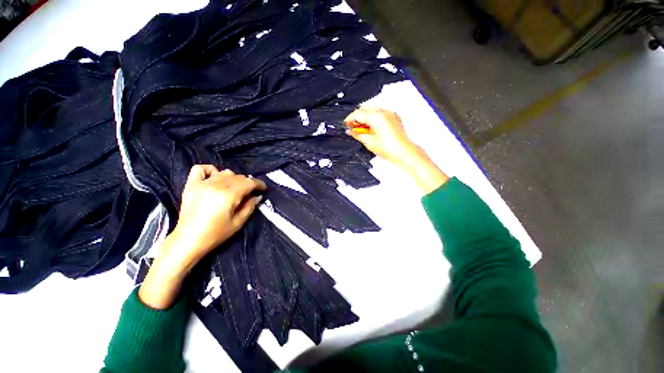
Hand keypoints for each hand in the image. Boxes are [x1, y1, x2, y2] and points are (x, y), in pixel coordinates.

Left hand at [173, 165, 265, 258]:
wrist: (188, 240)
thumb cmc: (216, 234)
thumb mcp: (238, 222)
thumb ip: (250, 206)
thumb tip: (257, 196)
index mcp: (229, 195)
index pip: (249, 182)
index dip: (259, 184)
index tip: (263, 189)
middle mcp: (216, 185)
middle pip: (238, 177)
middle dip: (247, 183)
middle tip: (249, 193)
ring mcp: (202, 183)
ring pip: (224, 172)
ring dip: (233, 179)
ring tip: (234, 188)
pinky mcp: (191, 185)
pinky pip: (201, 169)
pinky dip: (211, 171)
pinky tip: (214, 178)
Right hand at [344, 106, 420, 167]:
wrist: (404, 152)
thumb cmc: (389, 149)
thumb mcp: (369, 142)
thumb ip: (358, 134)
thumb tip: (351, 131)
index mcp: (376, 117)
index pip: (358, 113)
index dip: (350, 119)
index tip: (346, 124)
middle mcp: (383, 112)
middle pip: (365, 108)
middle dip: (357, 116)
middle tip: (353, 126)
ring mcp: (390, 114)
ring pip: (373, 109)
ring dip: (365, 116)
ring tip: (362, 128)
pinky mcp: (394, 117)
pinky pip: (381, 113)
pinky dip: (374, 117)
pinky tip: (372, 127)